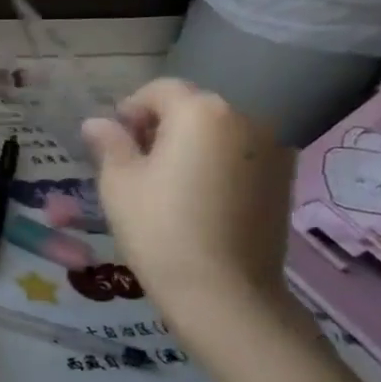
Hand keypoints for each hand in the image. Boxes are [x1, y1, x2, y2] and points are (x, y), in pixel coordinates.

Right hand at [82, 78, 297, 326]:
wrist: (224, 292)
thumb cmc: (159, 228)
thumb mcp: (118, 182)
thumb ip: (109, 143)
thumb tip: (97, 123)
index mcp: (201, 112)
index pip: (160, 90)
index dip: (131, 108)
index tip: (114, 140)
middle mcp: (244, 119)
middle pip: (193, 108)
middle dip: (161, 125)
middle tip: (134, 162)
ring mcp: (272, 150)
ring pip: (218, 133)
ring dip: (190, 145)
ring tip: (165, 184)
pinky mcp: (283, 180)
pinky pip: (239, 156)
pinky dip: (215, 165)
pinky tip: (196, 199)